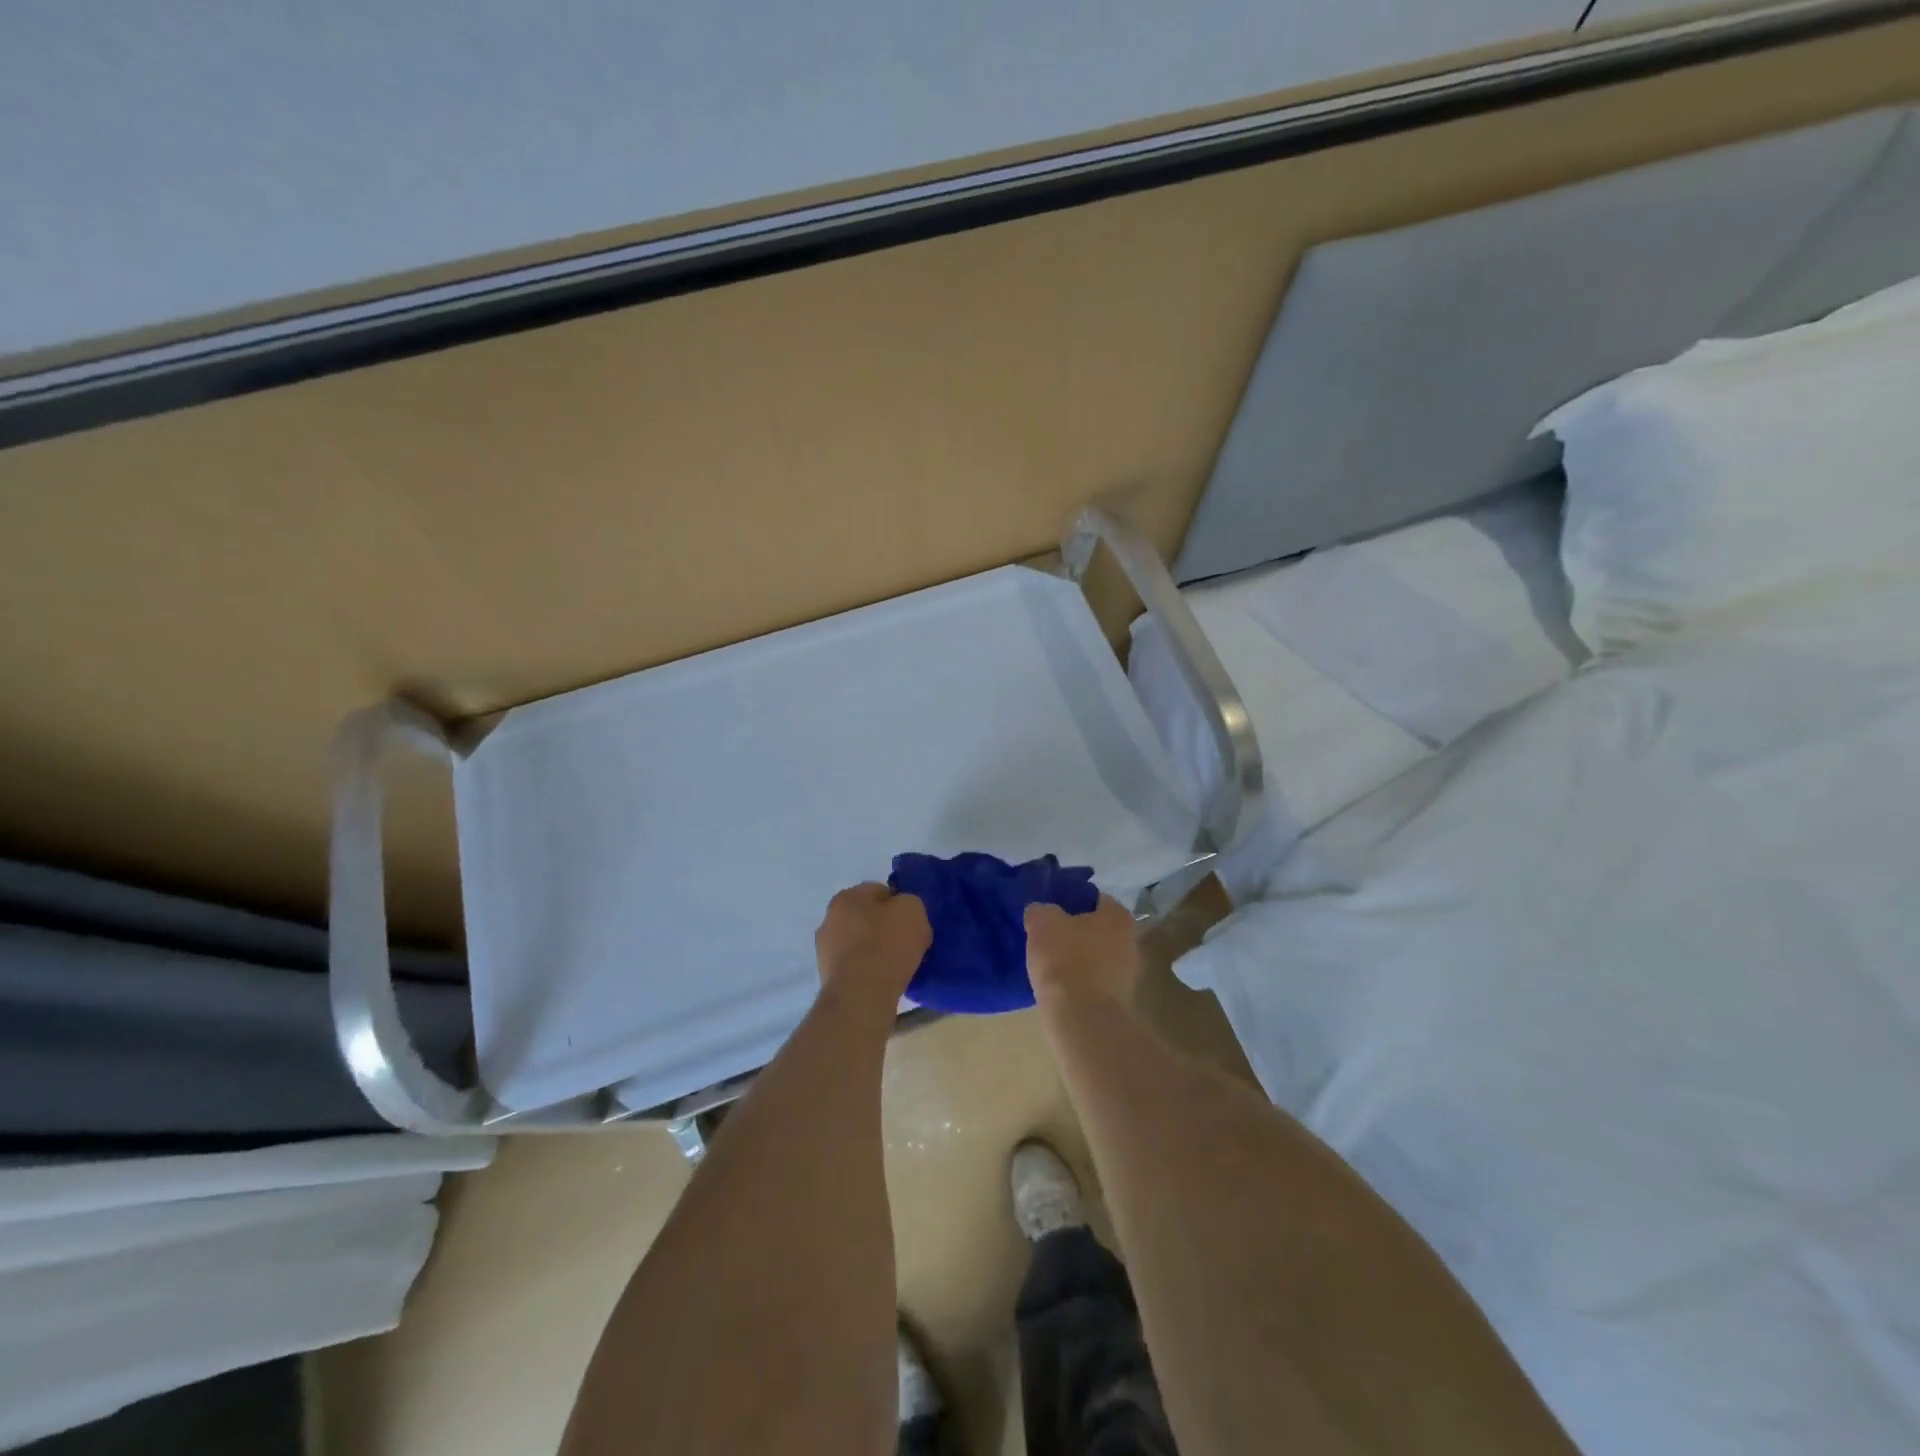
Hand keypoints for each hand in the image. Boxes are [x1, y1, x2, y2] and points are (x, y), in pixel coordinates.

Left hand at [815, 883, 931, 1005]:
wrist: (862, 995)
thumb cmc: (887, 944)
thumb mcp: (913, 909)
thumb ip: (909, 903)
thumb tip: (902, 913)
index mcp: (846, 897)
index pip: (880, 892)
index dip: (900, 905)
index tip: (913, 923)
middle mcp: (829, 919)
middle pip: (867, 918)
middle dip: (885, 927)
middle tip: (907, 943)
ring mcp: (825, 950)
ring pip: (860, 943)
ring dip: (875, 950)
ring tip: (897, 966)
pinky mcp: (828, 978)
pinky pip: (856, 967)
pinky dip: (868, 971)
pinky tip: (884, 981)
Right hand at [1025, 896, 1141, 1005]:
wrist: (1081, 1018)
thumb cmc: (1065, 959)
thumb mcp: (1042, 922)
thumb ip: (1041, 910)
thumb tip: (1040, 912)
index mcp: (1118, 915)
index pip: (1093, 898)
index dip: (1069, 902)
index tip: (1049, 912)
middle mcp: (1131, 940)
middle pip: (1096, 929)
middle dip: (1074, 932)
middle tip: (1047, 937)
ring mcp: (1128, 974)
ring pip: (1095, 957)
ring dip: (1077, 959)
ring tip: (1049, 964)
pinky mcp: (1118, 1001)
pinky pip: (1093, 982)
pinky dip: (1078, 982)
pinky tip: (1058, 986)